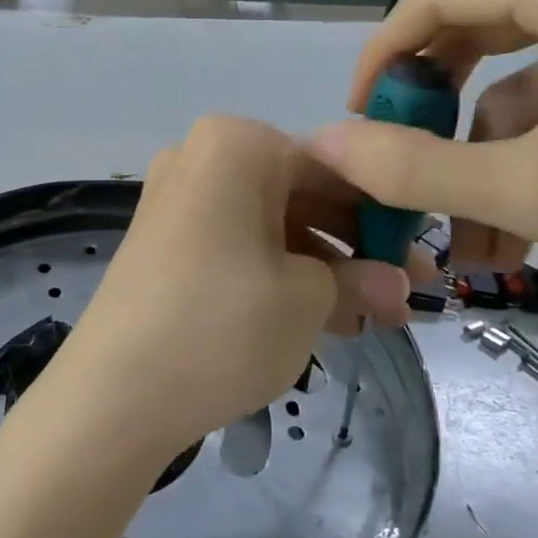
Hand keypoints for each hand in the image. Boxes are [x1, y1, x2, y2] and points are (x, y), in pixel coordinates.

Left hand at [51, 116, 425, 463]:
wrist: (114, 393)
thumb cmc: (223, 324)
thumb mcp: (308, 300)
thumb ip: (360, 280)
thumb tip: (398, 285)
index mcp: (236, 145)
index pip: (335, 167)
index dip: (386, 214)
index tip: (424, 256)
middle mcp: (201, 158)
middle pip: (300, 195)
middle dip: (355, 248)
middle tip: (405, 296)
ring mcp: (177, 201)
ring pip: (270, 226)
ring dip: (322, 269)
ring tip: (370, 320)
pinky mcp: (164, 244)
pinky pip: (237, 246)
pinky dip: (278, 275)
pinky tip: (320, 319)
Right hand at [307, 0, 537, 321]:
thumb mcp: (532, 191)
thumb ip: (414, 167)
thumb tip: (323, 145)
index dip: (380, 58)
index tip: (357, 123)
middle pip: (474, 31)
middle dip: (433, 115)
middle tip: (403, 171)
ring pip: (518, 79)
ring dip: (485, 158)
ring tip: (473, 244)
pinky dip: (533, 155)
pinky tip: (522, 230)